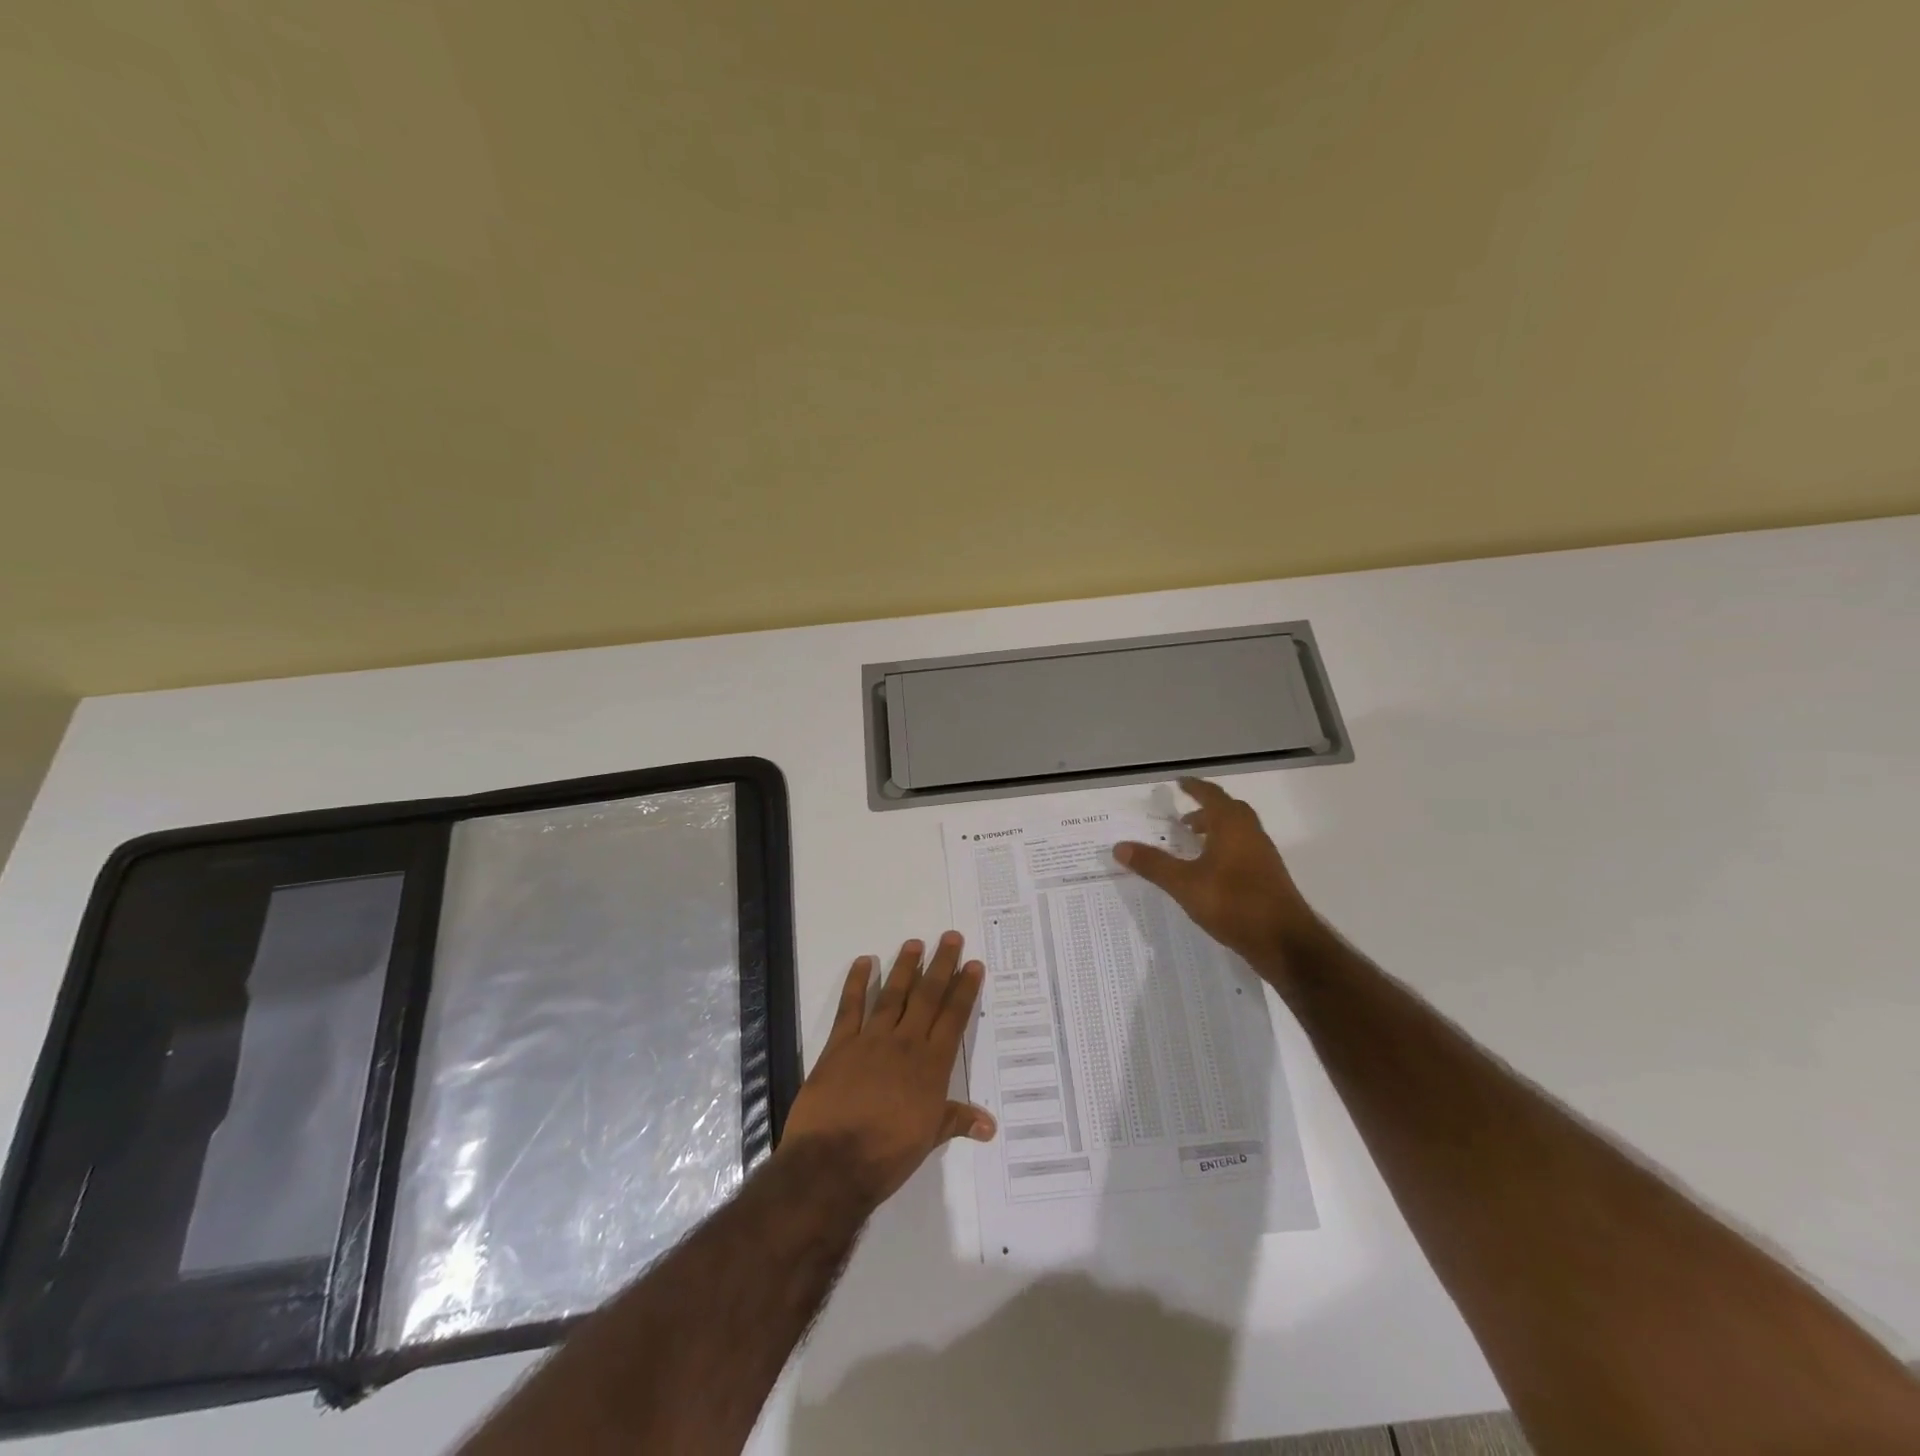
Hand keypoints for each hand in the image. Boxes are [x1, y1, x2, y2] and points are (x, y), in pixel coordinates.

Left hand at [780, 933, 995, 1210]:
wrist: (833, 1163)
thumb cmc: (886, 1155)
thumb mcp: (928, 1139)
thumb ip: (956, 1121)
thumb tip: (990, 1125)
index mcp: (931, 1066)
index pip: (953, 1018)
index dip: (964, 989)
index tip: (972, 964)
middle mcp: (905, 1044)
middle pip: (927, 996)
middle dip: (941, 965)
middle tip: (950, 937)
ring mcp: (871, 1040)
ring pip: (893, 995)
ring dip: (904, 967)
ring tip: (914, 943)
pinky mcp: (839, 1044)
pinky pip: (850, 1007)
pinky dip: (857, 982)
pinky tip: (864, 962)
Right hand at [1114, 777, 1322, 984]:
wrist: (1284, 941)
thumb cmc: (1232, 903)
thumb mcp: (1184, 884)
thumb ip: (1153, 864)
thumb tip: (1120, 846)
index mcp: (1231, 826)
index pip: (1211, 796)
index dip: (1194, 787)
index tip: (1179, 783)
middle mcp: (1251, 834)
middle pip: (1229, 811)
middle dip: (1206, 810)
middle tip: (1184, 818)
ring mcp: (1263, 856)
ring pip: (1238, 832)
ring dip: (1216, 831)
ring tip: (1193, 845)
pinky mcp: (1268, 877)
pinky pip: (1244, 851)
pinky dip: (1226, 850)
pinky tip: (1211, 872)